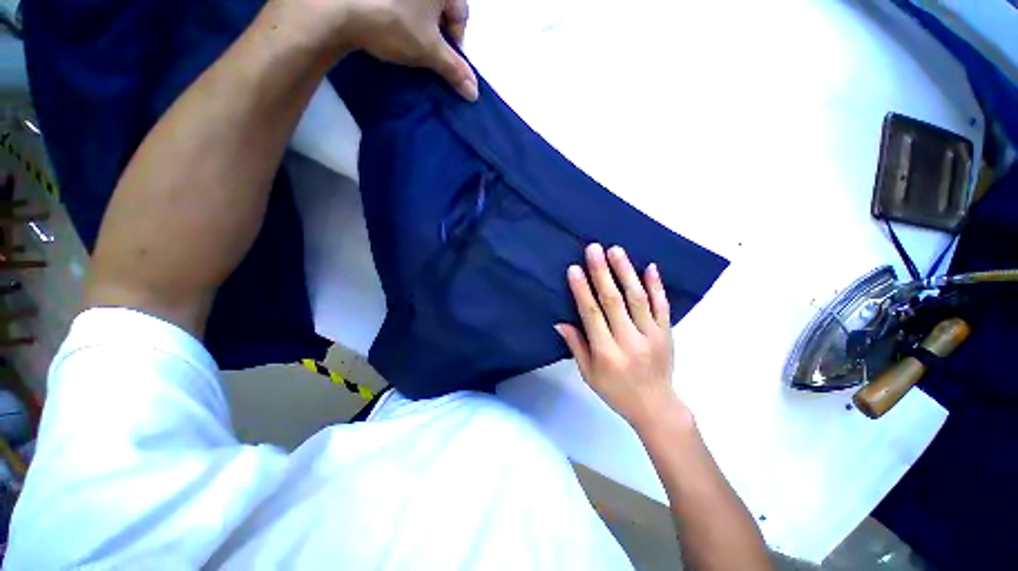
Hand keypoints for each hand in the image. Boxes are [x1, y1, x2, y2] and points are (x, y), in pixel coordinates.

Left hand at [308, 0, 477, 99]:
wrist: (337, 7)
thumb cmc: (393, 23)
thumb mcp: (429, 51)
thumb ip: (455, 70)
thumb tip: (474, 93)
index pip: (461, 15)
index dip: (456, 42)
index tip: (443, 57)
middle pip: (441, 8)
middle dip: (437, 32)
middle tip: (425, 50)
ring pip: (419, 6)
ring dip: (418, 24)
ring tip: (404, 39)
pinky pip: (400, 4)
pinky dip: (399, 14)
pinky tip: (389, 25)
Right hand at [556, 244, 688, 429]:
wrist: (656, 406)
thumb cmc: (616, 391)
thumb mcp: (589, 374)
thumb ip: (576, 346)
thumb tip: (559, 322)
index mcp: (606, 352)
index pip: (591, 314)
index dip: (582, 290)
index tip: (574, 269)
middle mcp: (629, 340)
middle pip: (614, 301)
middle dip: (602, 272)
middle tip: (594, 249)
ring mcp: (652, 335)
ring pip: (638, 298)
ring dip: (626, 272)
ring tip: (616, 250)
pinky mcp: (667, 333)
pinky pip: (662, 306)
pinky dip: (656, 285)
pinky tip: (650, 266)